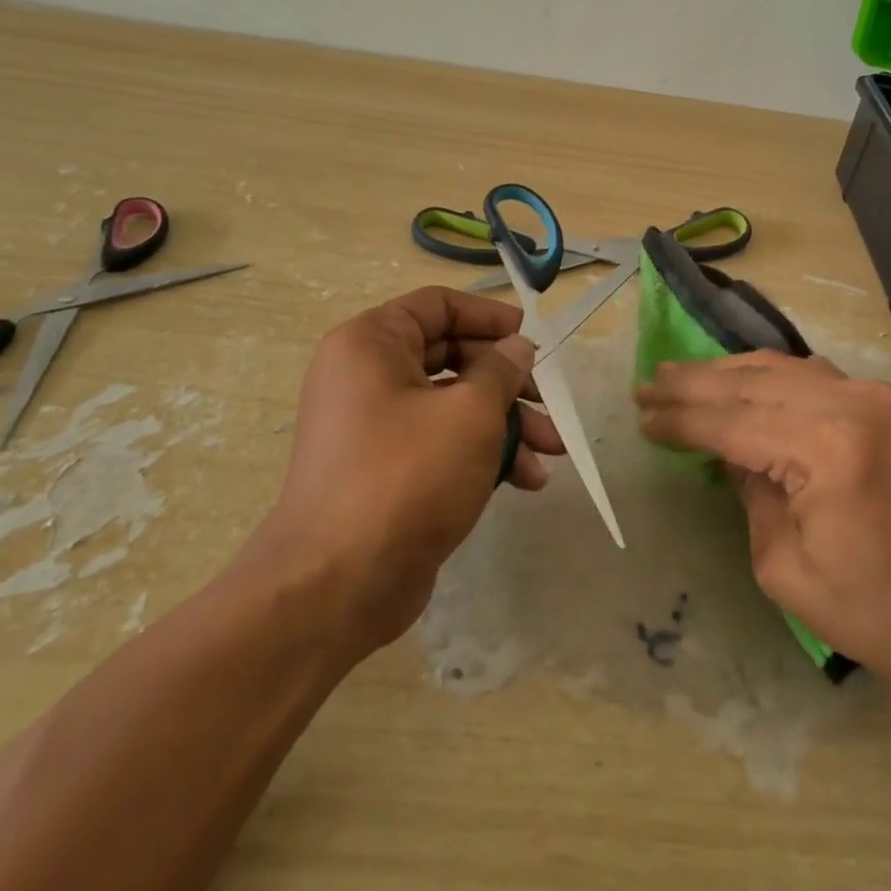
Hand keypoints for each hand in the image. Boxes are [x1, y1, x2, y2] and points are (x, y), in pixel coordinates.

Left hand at [254, 286, 563, 654]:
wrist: (337, 585)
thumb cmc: (407, 475)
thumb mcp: (469, 413)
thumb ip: (501, 370)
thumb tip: (517, 346)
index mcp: (371, 343)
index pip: (438, 305)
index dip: (489, 316)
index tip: (531, 338)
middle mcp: (366, 376)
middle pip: (451, 357)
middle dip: (508, 382)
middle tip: (550, 402)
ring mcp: (374, 426)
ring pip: (451, 405)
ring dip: (506, 424)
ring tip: (553, 453)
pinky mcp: (386, 470)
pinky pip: (440, 443)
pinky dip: (481, 454)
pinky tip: (526, 481)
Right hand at [635, 352, 890, 716]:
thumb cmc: (879, 615)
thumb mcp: (786, 568)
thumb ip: (749, 494)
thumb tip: (729, 452)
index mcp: (827, 448)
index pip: (733, 421)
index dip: (682, 419)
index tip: (641, 414)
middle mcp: (853, 404)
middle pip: (753, 383)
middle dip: (694, 384)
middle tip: (649, 383)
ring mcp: (877, 397)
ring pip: (782, 369)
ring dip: (728, 373)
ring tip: (681, 375)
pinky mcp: (889, 406)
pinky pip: (813, 376)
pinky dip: (769, 375)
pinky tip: (740, 380)